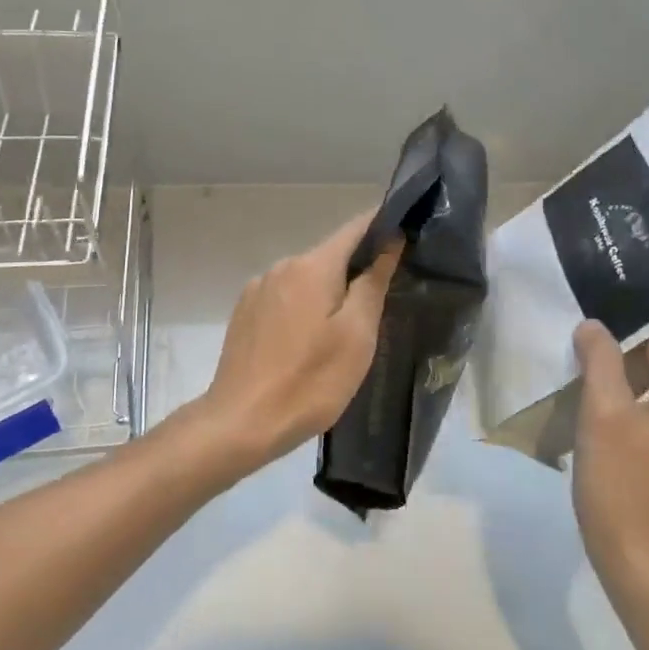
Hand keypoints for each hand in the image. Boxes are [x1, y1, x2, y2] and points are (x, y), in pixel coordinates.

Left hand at [181, 213, 400, 477]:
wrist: (241, 423)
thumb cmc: (310, 381)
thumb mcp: (356, 336)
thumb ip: (373, 282)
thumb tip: (389, 241)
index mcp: (312, 266)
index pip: (355, 228)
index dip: (383, 226)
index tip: (407, 233)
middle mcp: (282, 266)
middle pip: (330, 255)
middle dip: (357, 269)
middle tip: (384, 300)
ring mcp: (258, 289)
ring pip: (307, 278)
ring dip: (329, 292)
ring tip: (347, 328)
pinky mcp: (245, 313)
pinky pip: (286, 297)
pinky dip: (305, 307)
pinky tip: (309, 341)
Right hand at [571, 320, 648, 601]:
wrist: (639, 565)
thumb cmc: (623, 482)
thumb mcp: (604, 412)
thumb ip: (601, 360)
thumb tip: (595, 326)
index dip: (632, 334)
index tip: (593, 336)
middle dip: (628, 356)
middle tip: (583, 355)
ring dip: (626, 384)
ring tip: (584, 382)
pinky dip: (630, 410)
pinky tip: (598, 420)